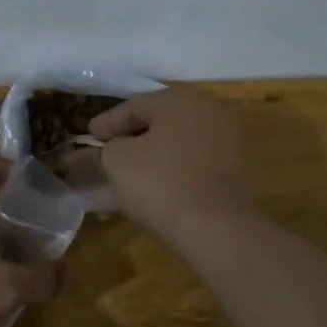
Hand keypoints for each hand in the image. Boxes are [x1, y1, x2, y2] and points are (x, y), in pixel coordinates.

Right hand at [90, 86, 252, 242]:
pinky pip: (196, 158)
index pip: (134, 106)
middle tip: (111, 144)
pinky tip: (161, 179)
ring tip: (135, 164)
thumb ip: (112, 145)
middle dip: (135, 131)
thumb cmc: (161, 184)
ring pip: (180, 138)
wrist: (215, 227)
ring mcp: (228, 138)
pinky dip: (176, 165)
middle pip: (161, 118)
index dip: (108, 121)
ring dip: (157, 149)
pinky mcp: (236, 166)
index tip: (90, 134)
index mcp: (178, 100)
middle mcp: (208, 110)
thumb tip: (120, 147)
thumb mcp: (118, 160)